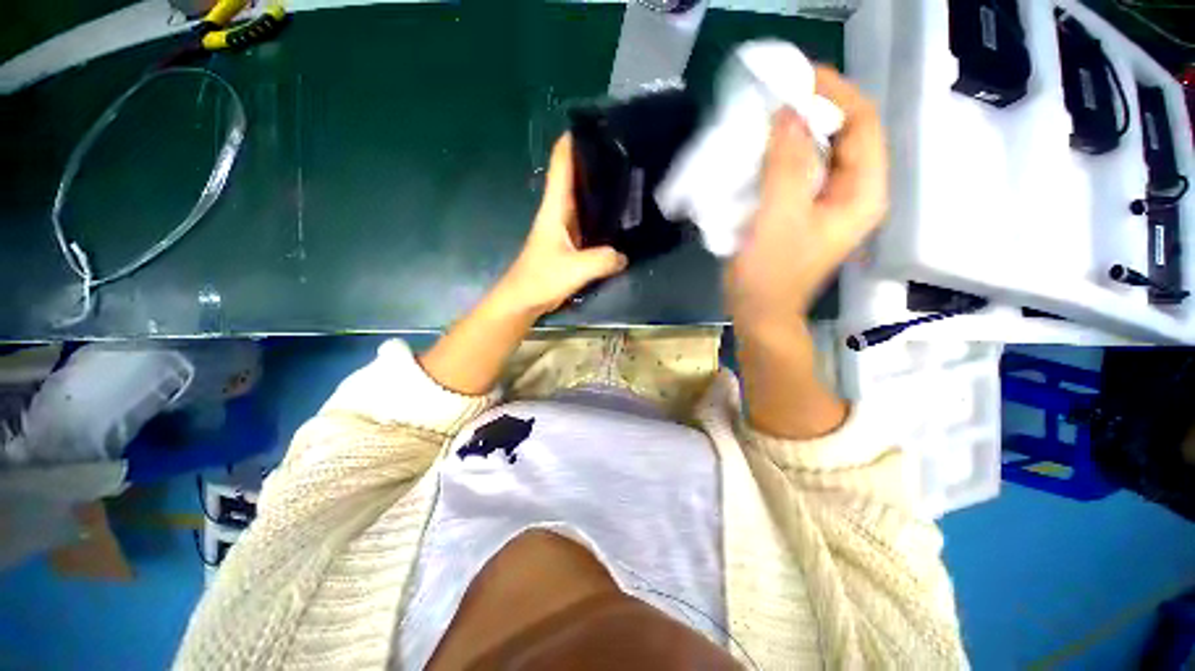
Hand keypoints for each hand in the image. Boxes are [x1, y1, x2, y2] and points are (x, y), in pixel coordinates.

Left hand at [493, 134, 628, 316]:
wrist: (523, 301)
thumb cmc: (541, 279)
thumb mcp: (575, 270)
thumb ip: (602, 260)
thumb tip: (623, 256)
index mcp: (555, 208)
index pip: (561, 165)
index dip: (572, 142)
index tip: (594, 125)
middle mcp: (559, 212)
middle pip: (575, 177)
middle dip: (594, 161)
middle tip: (624, 151)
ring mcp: (563, 228)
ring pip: (582, 199)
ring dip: (599, 188)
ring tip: (626, 178)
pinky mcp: (569, 243)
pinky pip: (587, 222)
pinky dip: (600, 215)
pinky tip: (617, 218)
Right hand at [726, 66, 887, 327]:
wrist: (759, 313)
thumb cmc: (769, 275)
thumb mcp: (777, 219)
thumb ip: (786, 165)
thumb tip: (788, 112)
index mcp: (861, 193)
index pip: (863, 123)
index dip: (835, 94)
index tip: (796, 79)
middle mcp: (853, 192)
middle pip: (844, 134)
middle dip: (812, 111)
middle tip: (773, 98)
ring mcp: (829, 202)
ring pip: (820, 150)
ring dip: (794, 133)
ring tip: (763, 121)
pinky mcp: (806, 210)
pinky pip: (800, 170)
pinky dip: (782, 156)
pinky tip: (759, 154)